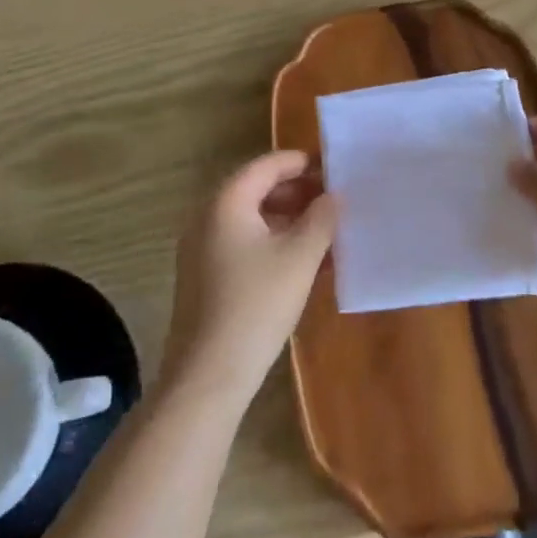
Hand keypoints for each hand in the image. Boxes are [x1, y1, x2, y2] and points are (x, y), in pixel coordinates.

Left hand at [159, 151, 337, 406]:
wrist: (208, 374)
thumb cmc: (257, 305)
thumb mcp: (300, 257)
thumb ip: (322, 219)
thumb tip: (333, 196)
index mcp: (226, 202)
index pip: (266, 165)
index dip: (300, 162)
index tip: (332, 168)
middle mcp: (207, 217)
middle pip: (257, 190)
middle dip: (298, 193)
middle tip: (334, 201)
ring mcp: (202, 248)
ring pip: (252, 220)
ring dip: (289, 221)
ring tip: (326, 233)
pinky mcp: (205, 276)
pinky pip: (243, 244)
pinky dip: (273, 244)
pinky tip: (304, 263)